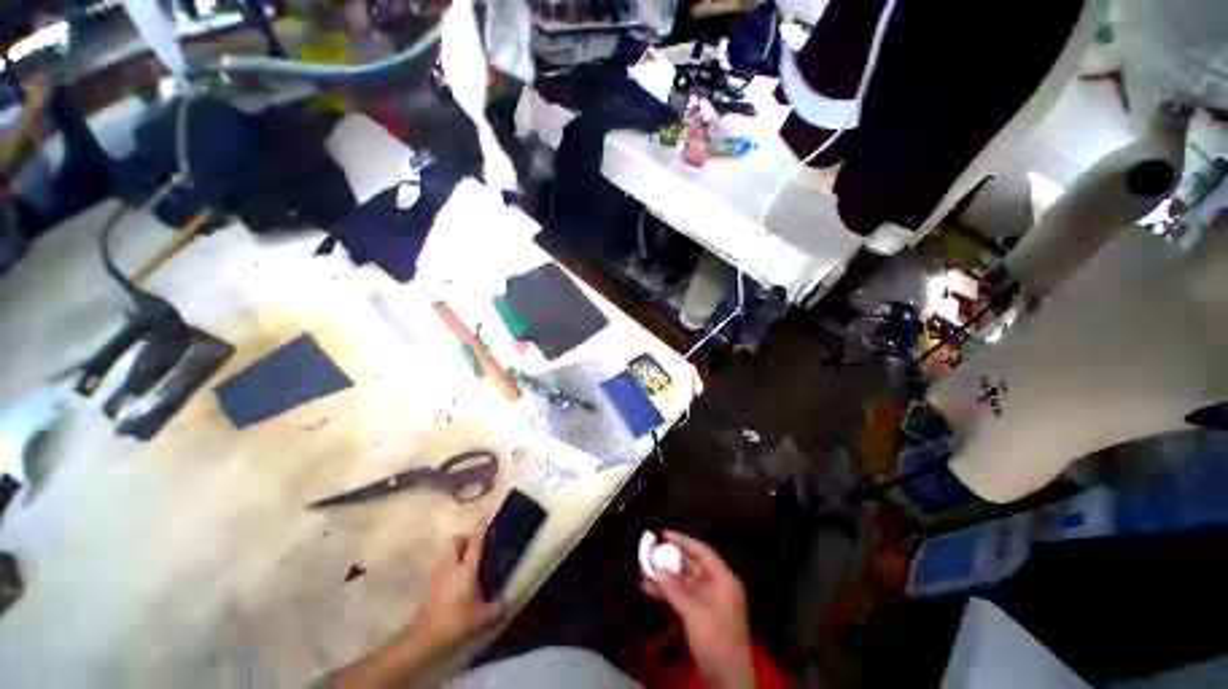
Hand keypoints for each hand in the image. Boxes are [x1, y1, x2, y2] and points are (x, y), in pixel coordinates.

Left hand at [420, 519, 504, 645]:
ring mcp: (439, 573)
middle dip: (465, 539)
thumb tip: (506, 604)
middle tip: (477, 548)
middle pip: (455, 541)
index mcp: (466, 568)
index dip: (481, 528)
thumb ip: (497, 607)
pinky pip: (443, 564)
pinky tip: (459, 579)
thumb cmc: (459, 619)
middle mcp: (451, 565)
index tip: (486, 516)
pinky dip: (451, 564)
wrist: (429, 636)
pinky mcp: (432, 583)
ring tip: (469, 564)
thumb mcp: (484, 615)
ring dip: (457, 552)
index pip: (475, 542)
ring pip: (448, 552)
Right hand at [642, 531, 754, 687]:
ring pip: (684, 581)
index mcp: (723, 578)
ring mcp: (708, 601)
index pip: (701, 551)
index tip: (663, 533)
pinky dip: (667, 592)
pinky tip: (649, 589)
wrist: (727, 678)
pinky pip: (682, 596)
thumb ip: (674, 586)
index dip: (682, 540)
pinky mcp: (700, 615)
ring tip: (643, 568)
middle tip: (649, 550)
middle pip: (691, 565)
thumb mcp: (693, 610)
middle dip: (669, 558)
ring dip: (665, 576)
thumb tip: (656, 563)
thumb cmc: (715, 637)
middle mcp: (716, 586)